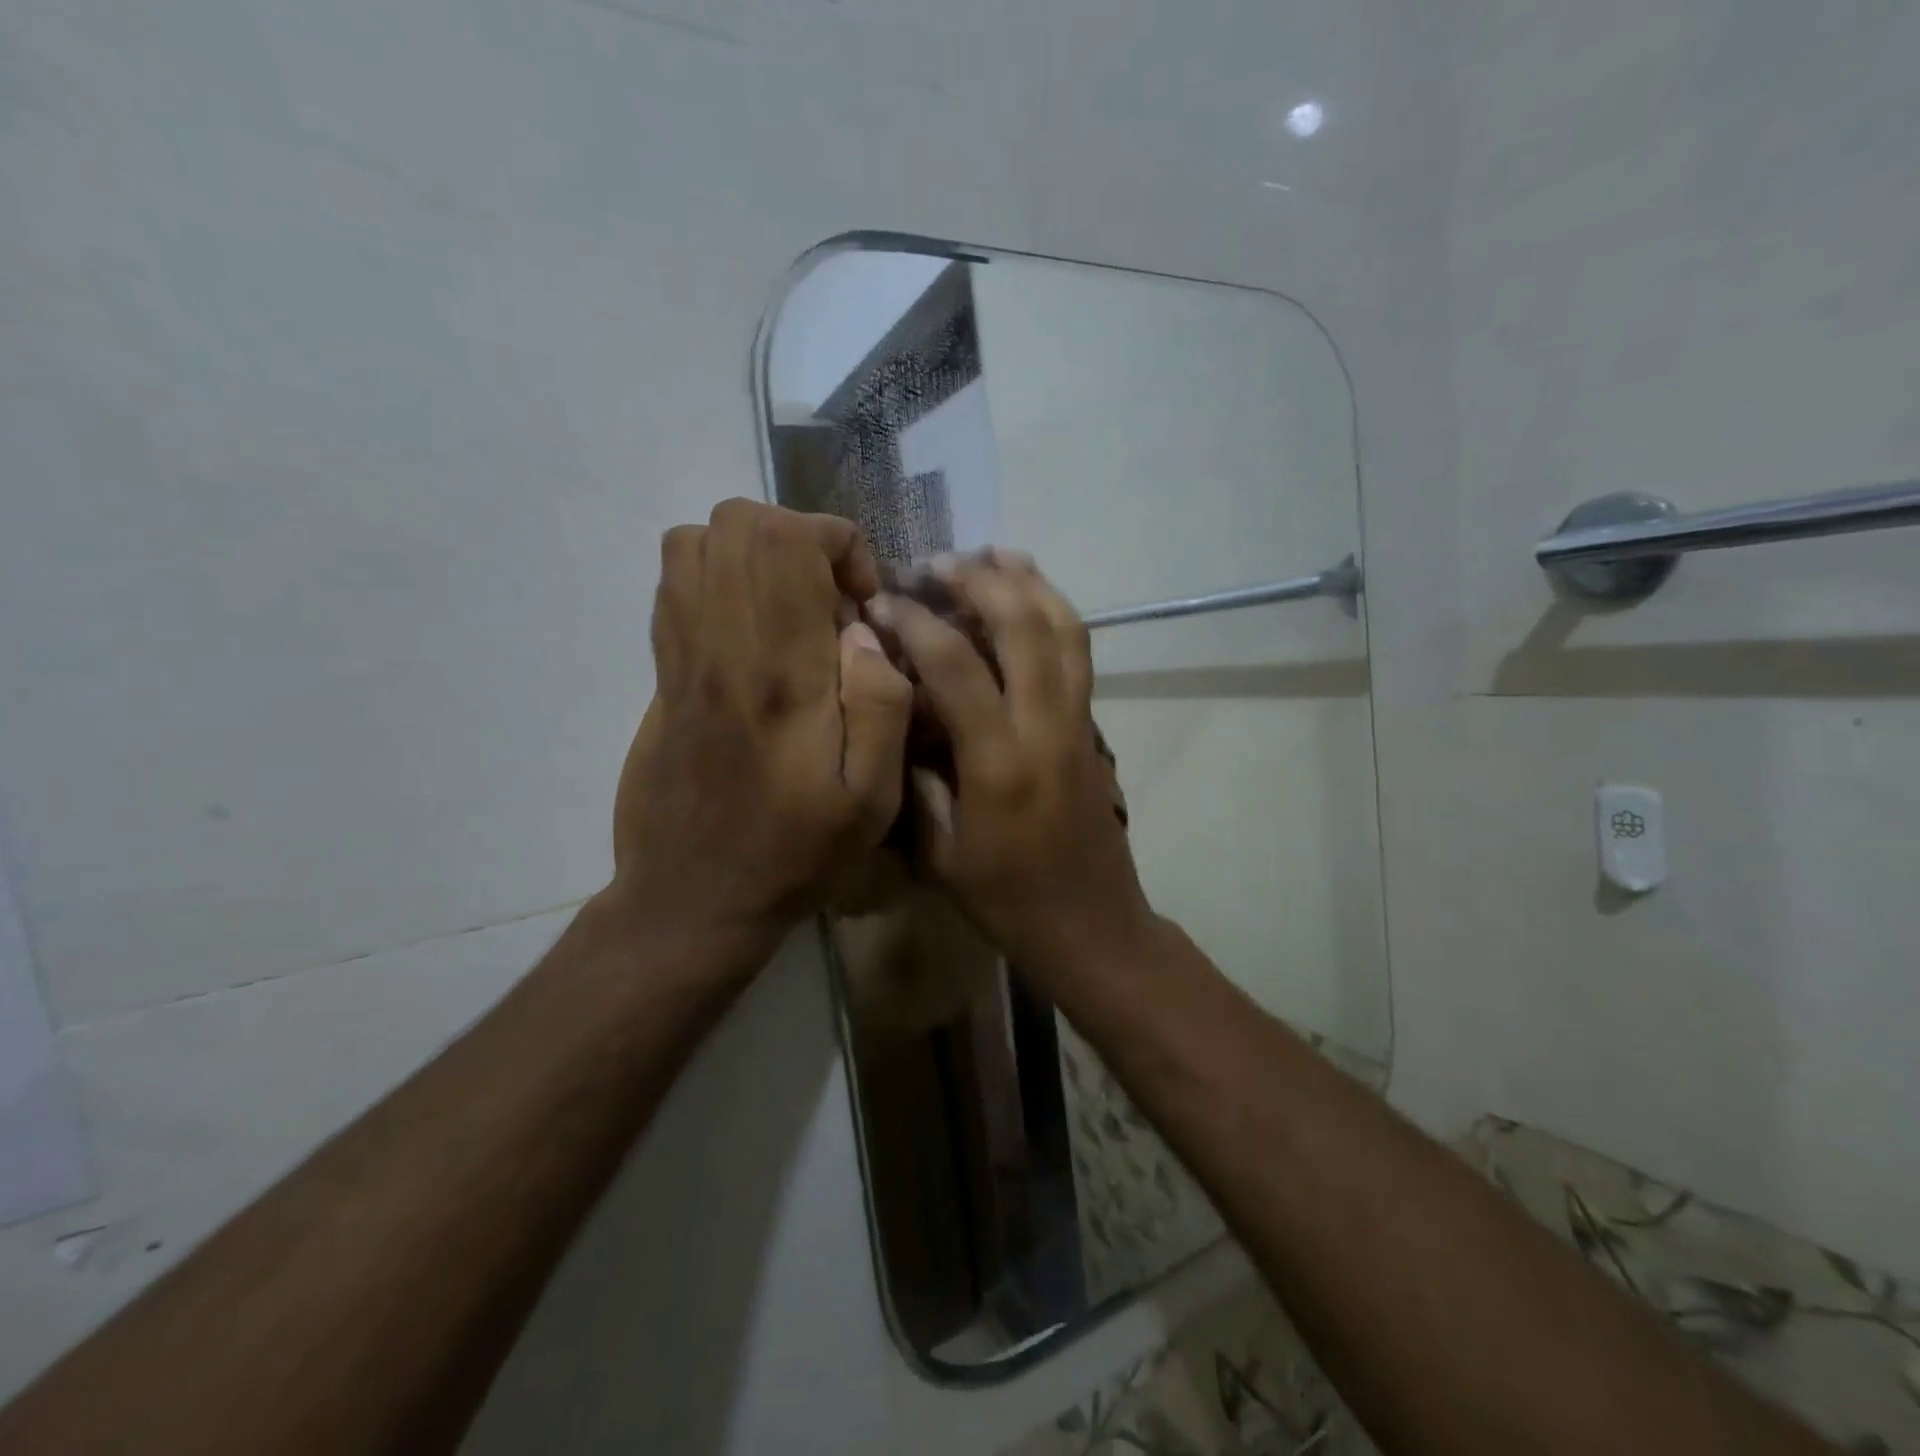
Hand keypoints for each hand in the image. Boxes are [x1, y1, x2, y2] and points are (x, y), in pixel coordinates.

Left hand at [611, 500, 912, 961]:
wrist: (694, 897)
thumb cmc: (795, 854)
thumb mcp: (871, 801)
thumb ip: (882, 706)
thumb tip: (865, 633)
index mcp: (780, 673)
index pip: (788, 542)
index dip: (837, 545)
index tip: (863, 601)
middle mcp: (722, 647)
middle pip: (738, 523)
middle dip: (800, 538)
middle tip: (831, 598)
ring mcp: (681, 656)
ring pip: (696, 541)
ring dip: (756, 554)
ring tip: (793, 607)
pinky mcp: (662, 673)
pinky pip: (674, 584)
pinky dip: (719, 577)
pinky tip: (755, 630)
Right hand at [869, 553, 1152, 974]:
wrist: (1091, 924)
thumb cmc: (1006, 900)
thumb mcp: (939, 853)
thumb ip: (917, 779)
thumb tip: (902, 713)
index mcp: (999, 765)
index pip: (957, 666)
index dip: (916, 622)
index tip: (883, 604)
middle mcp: (1046, 729)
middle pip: (1022, 625)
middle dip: (977, 580)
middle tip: (935, 564)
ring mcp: (1079, 722)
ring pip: (1065, 627)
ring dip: (1027, 581)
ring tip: (990, 553)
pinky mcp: (1094, 726)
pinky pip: (1079, 651)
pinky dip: (1055, 609)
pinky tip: (1029, 594)